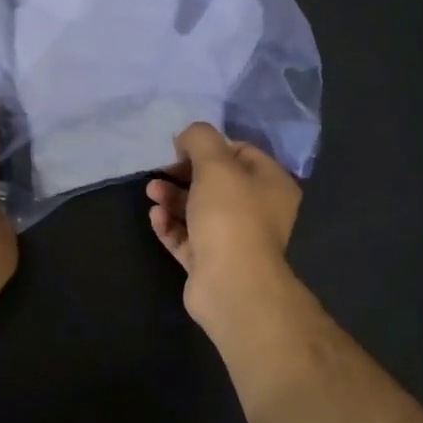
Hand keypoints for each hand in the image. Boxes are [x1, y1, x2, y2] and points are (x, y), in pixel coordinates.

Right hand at [146, 122, 303, 331]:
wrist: (231, 284)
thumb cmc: (230, 215)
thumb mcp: (215, 164)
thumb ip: (200, 139)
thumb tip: (187, 137)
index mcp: (272, 184)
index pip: (241, 152)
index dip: (210, 146)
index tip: (182, 147)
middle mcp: (258, 211)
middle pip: (217, 182)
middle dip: (184, 173)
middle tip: (161, 170)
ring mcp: (234, 239)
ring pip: (199, 210)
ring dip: (173, 197)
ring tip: (151, 192)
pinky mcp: (210, 262)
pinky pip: (187, 237)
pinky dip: (170, 225)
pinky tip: (155, 216)